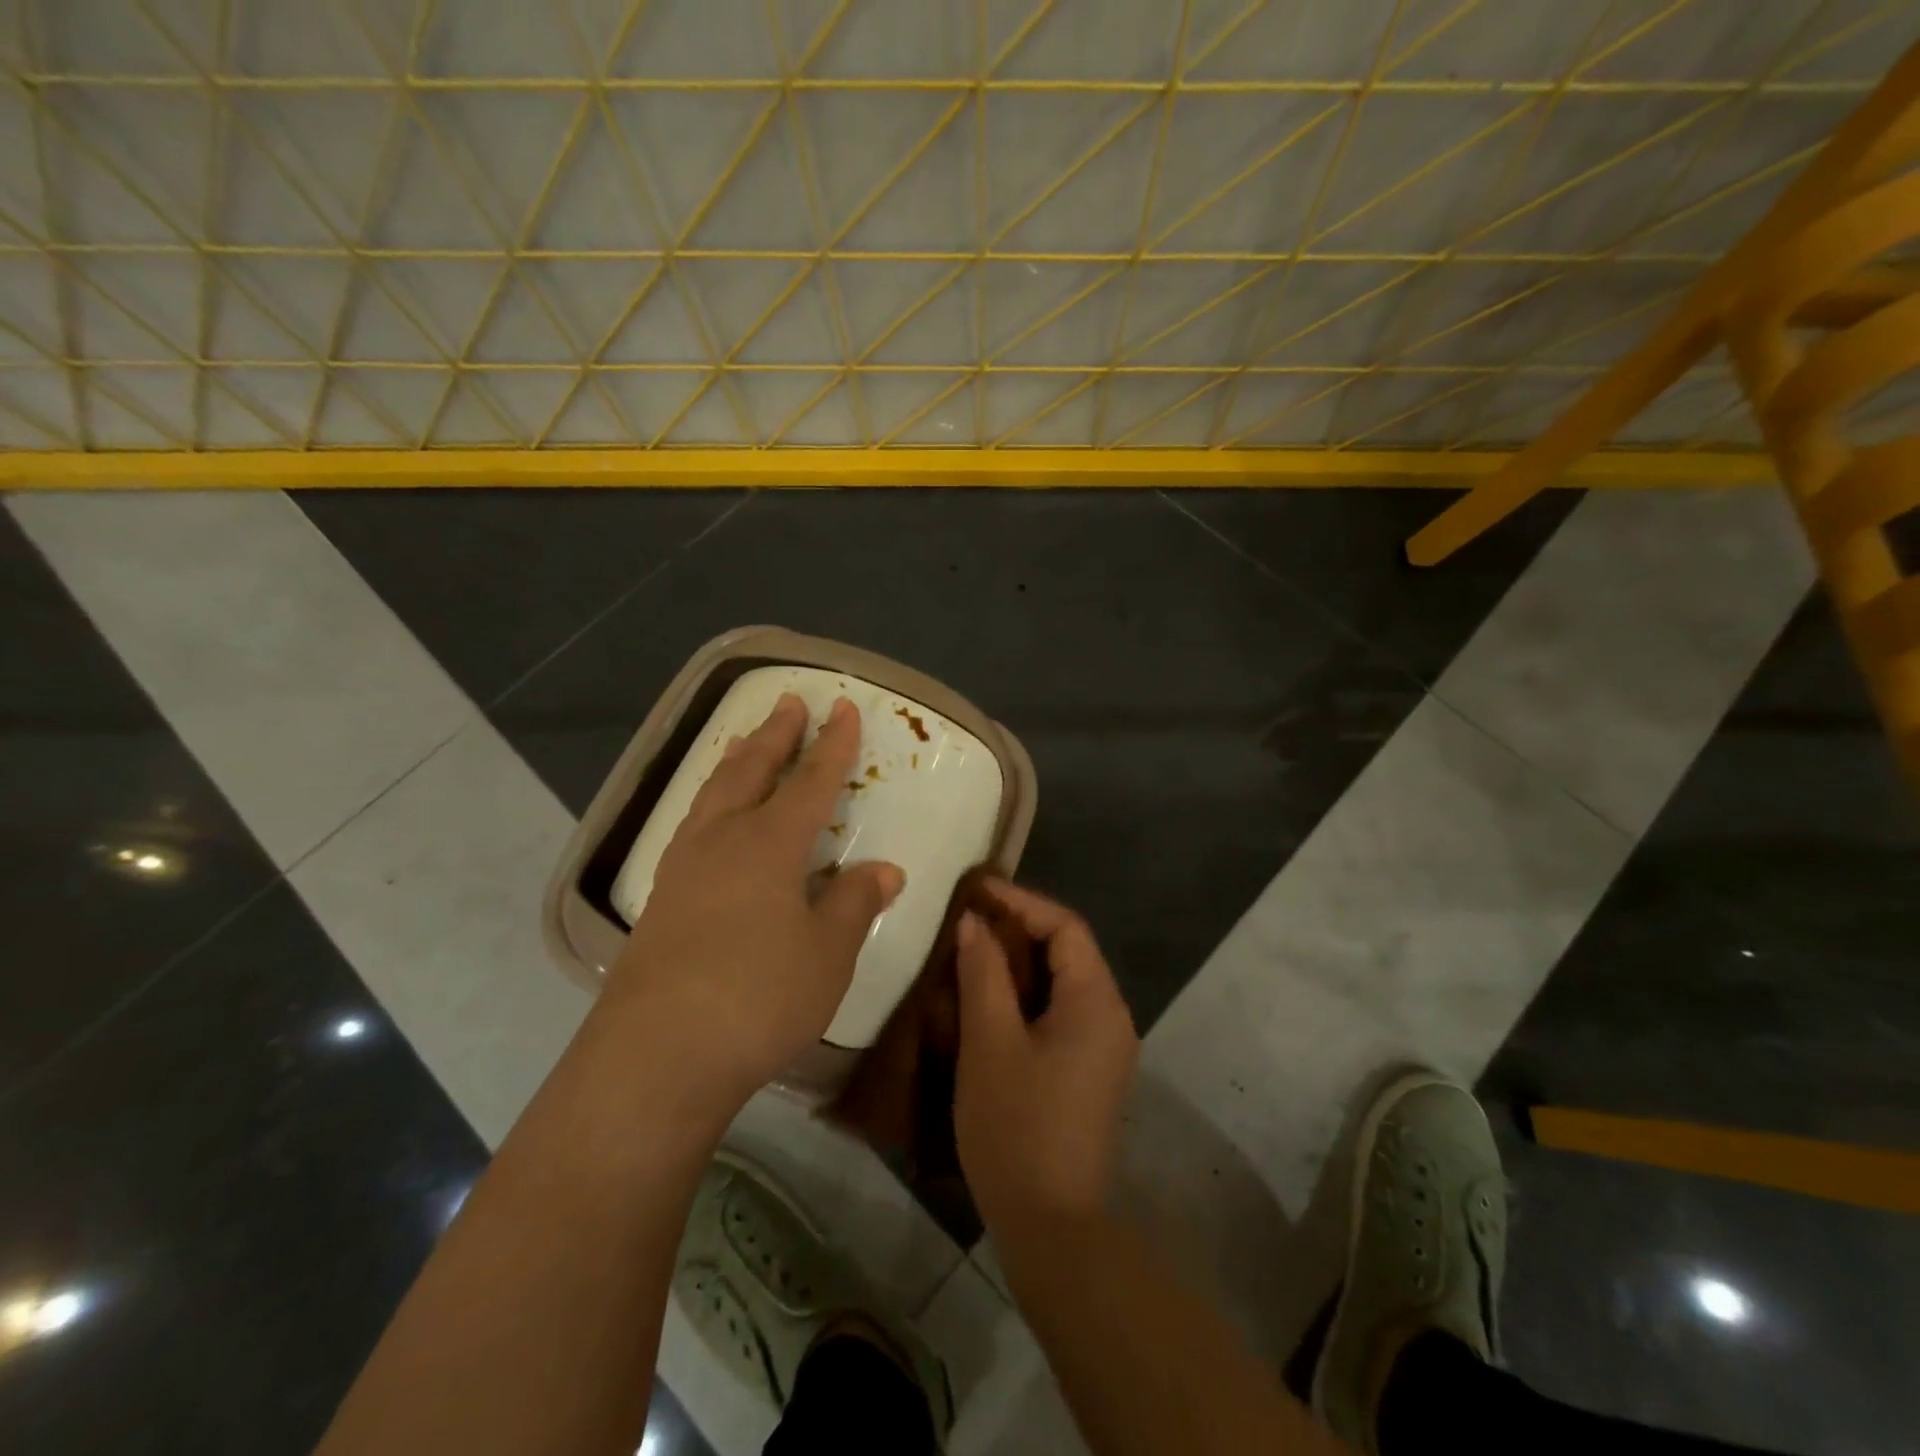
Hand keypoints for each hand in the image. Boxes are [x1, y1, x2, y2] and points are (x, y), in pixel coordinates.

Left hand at [604, 693, 903, 1118]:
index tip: (842, 707)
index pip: (811, 781)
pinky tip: (710, 819)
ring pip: (713, 794)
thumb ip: (853, 904)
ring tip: (746, 741)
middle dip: (775, 735)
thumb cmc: (758, 997)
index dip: (831, 744)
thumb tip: (884, 870)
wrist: (656, 1055)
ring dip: (737, 760)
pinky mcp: (660, 899)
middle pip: (751, 771)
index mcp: (769, 844)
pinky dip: (711, 801)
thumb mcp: (826, 953)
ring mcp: (683, 868)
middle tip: (789, 701)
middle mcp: (722, 840)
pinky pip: (692, 825)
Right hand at [953, 879, 1137, 1240]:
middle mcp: (1111, 1016)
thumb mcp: (990, 1042)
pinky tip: (992, 996)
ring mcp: (1105, 1046)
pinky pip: (1062, 1010)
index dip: (1021, 903)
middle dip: (1020, 928)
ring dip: (1022, 960)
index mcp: (1096, 1002)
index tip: (978, 891)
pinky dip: (1028, 992)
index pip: (1066, 928)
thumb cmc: (1016, 1126)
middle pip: (1069, 951)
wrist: (1052, 1227)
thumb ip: (983, 973)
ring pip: (1063, 981)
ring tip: (975, 948)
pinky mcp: (1089, 1070)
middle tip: (971, 917)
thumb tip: (974, 923)